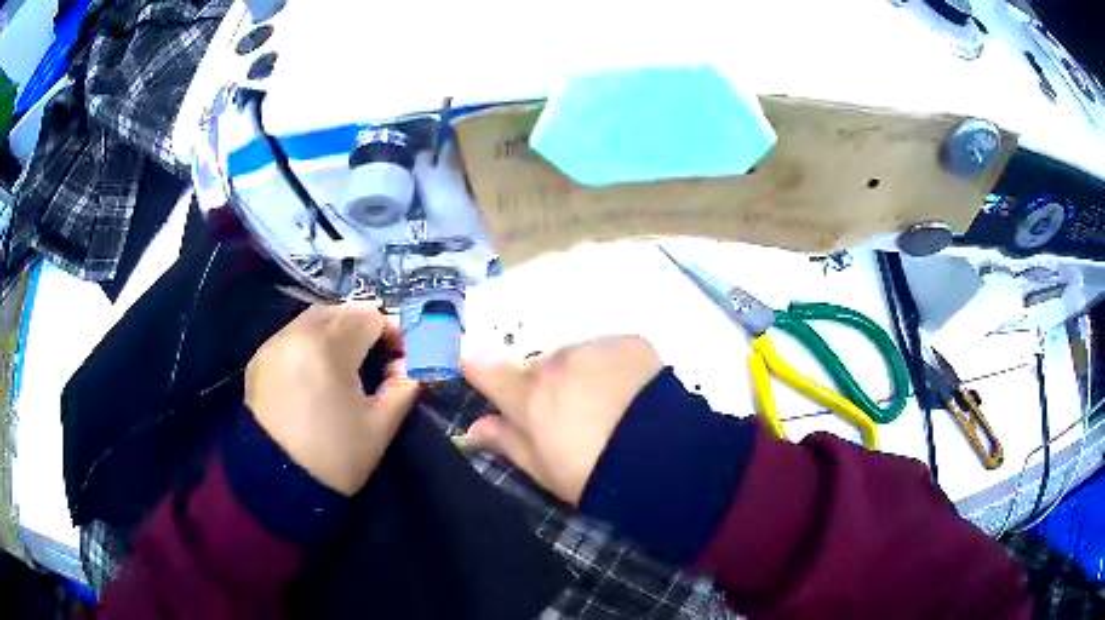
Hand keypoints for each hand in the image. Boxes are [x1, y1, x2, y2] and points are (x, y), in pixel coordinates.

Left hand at [245, 303, 418, 495]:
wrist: (279, 486)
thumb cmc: (336, 458)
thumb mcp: (381, 427)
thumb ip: (404, 388)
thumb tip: (409, 366)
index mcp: (328, 349)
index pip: (368, 316)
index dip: (391, 330)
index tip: (400, 355)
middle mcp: (296, 335)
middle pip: (339, 310)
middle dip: (362, 326)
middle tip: (375, 356)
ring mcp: (273, 345)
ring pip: (312, 319)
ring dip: (335, 331)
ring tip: (345, 363)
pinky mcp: (258, 359)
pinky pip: (291, 336)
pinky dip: (310, 343)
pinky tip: (316, 371)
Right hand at [462, 336, 663, 504]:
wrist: (662, 458)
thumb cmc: (593, 473)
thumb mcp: (544, 470)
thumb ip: (507, 442)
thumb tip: (473, 428)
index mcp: (528, 396)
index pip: (483, 369)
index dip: (479, 373)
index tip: (484, 381)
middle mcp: (555, 363)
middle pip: (538, 368)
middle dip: (546, 387)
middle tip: (571, 418)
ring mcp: (594, 348)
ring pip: (574, 358)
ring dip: (580, 375)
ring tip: (608, 408)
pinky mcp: (628, 343)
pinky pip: (608, 352)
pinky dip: (612, 368)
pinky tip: (631, 395)